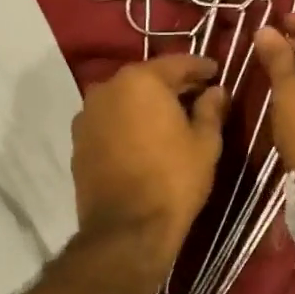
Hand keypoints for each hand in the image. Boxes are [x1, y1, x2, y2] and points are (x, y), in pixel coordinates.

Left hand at [71, 55, 226, 284]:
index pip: (177, 63)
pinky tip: (143, 136)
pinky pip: (109, 120)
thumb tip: (216, 91)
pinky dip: (127, 121)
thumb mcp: (205, 143)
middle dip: (172, 84)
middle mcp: (108, 87)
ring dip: (146, 103)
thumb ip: (211, 110)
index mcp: (141, 80)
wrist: (126, 229)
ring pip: (125, 98)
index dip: (200, 66)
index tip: (215, 71)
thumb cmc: (173, 180)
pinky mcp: (78, 140)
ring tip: (170, 116)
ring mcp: (88, 114)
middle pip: (147, 78)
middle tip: (197, 92)